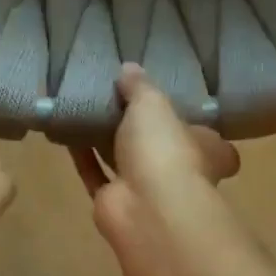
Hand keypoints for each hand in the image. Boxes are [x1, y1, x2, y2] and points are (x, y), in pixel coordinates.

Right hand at [70, 64, 239, 262]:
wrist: (147, 207)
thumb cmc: (165, 149)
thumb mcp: (153, 104)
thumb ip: (140, 86)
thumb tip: (129, 68)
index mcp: (205, 149)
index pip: (207, 137)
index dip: (191, 123)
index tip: (172, 105)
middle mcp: (179, 172)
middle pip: (161, 148)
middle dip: (142, 131)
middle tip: (117, 101)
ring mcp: (146, 191)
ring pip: (124, 161)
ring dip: (107, 140)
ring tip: (86, 110)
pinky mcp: (115, 203)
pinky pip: (96, 174)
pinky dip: (83, 155)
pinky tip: (67, 132)